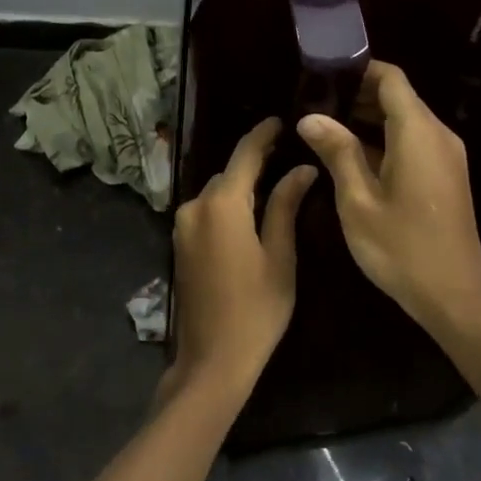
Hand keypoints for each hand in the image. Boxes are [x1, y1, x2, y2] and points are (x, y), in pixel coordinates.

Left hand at [172, 118, 317, 391]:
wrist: (212, 359)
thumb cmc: (256, 310)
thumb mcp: (280, 256)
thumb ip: (285, 206)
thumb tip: (301, 169)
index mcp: (221, 205)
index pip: (244, 156)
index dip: (262, 135)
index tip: (281, 120)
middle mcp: (195, 207)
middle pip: (228, 174)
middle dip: (254, 163)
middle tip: (287, 156)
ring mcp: (182, 226)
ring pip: (216, 193)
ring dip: (240, 187)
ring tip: (274, 183)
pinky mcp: (179, 243)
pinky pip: (206, 211)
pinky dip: (227, 205)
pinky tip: (250, 213)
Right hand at [297, 61, 480, 331]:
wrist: (455, 298)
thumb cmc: (401, 248)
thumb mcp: (357, 200)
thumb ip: (337, 152)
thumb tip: (310, 117)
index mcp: (418, 133)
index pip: (391, 79)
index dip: (358, 70)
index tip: (322, 75)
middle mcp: (438, 135)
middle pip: (398, 97)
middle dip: (357, 95)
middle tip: (313, 104)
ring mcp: (446, 157)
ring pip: (405, 120)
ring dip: (368, 119)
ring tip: (324, 127)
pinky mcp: (446, 176)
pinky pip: (413, 142)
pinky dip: (384, 140)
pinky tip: (351, 156)